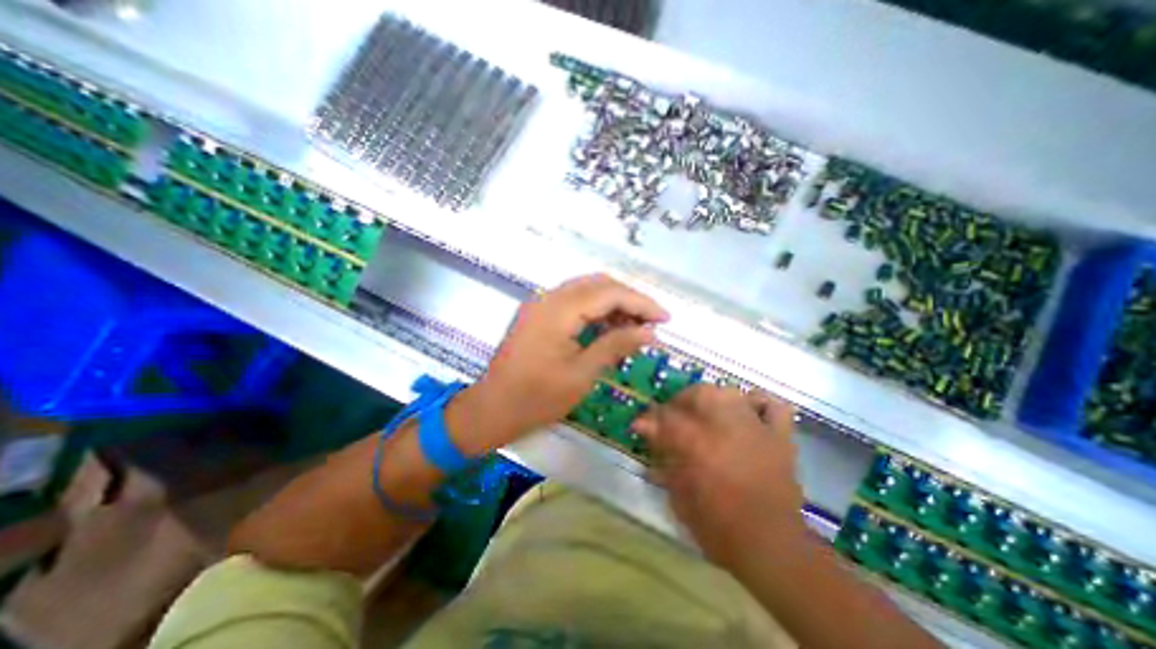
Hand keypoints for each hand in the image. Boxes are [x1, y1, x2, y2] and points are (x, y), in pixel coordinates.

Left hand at [451, 276, 669, 453]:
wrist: (492, 408)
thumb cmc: (537, 398)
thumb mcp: (582, 374)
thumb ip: (616, 345)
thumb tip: (650, 332)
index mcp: (559, 310)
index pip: (610, 293)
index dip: (642, 303)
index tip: (666, 319)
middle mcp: (549, 297)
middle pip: (599, 284)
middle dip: (629, 300)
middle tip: (651, 323)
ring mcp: (541, 304)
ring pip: (587, 290)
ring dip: (613, 303)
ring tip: (635, 327)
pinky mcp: (538, 314)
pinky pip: (574, 302)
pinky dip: (595, 310)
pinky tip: (609, 327)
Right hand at [632, 385, 805, 567]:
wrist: (769, 546)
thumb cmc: (716, 525)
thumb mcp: (678, 493)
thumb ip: (662, 456)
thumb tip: (645, 430)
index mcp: (696, 442)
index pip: (666, 415)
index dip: (651, 418)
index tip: (644, 424)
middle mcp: (725, 425)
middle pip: (700, 393)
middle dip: (682, 401)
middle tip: (674, 417)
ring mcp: (754, 427)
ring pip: (730, 394)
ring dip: (713, 398)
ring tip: (706, 412)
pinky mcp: (779, 437)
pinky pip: (773, 407)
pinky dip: (759, 404)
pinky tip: (748, 412)